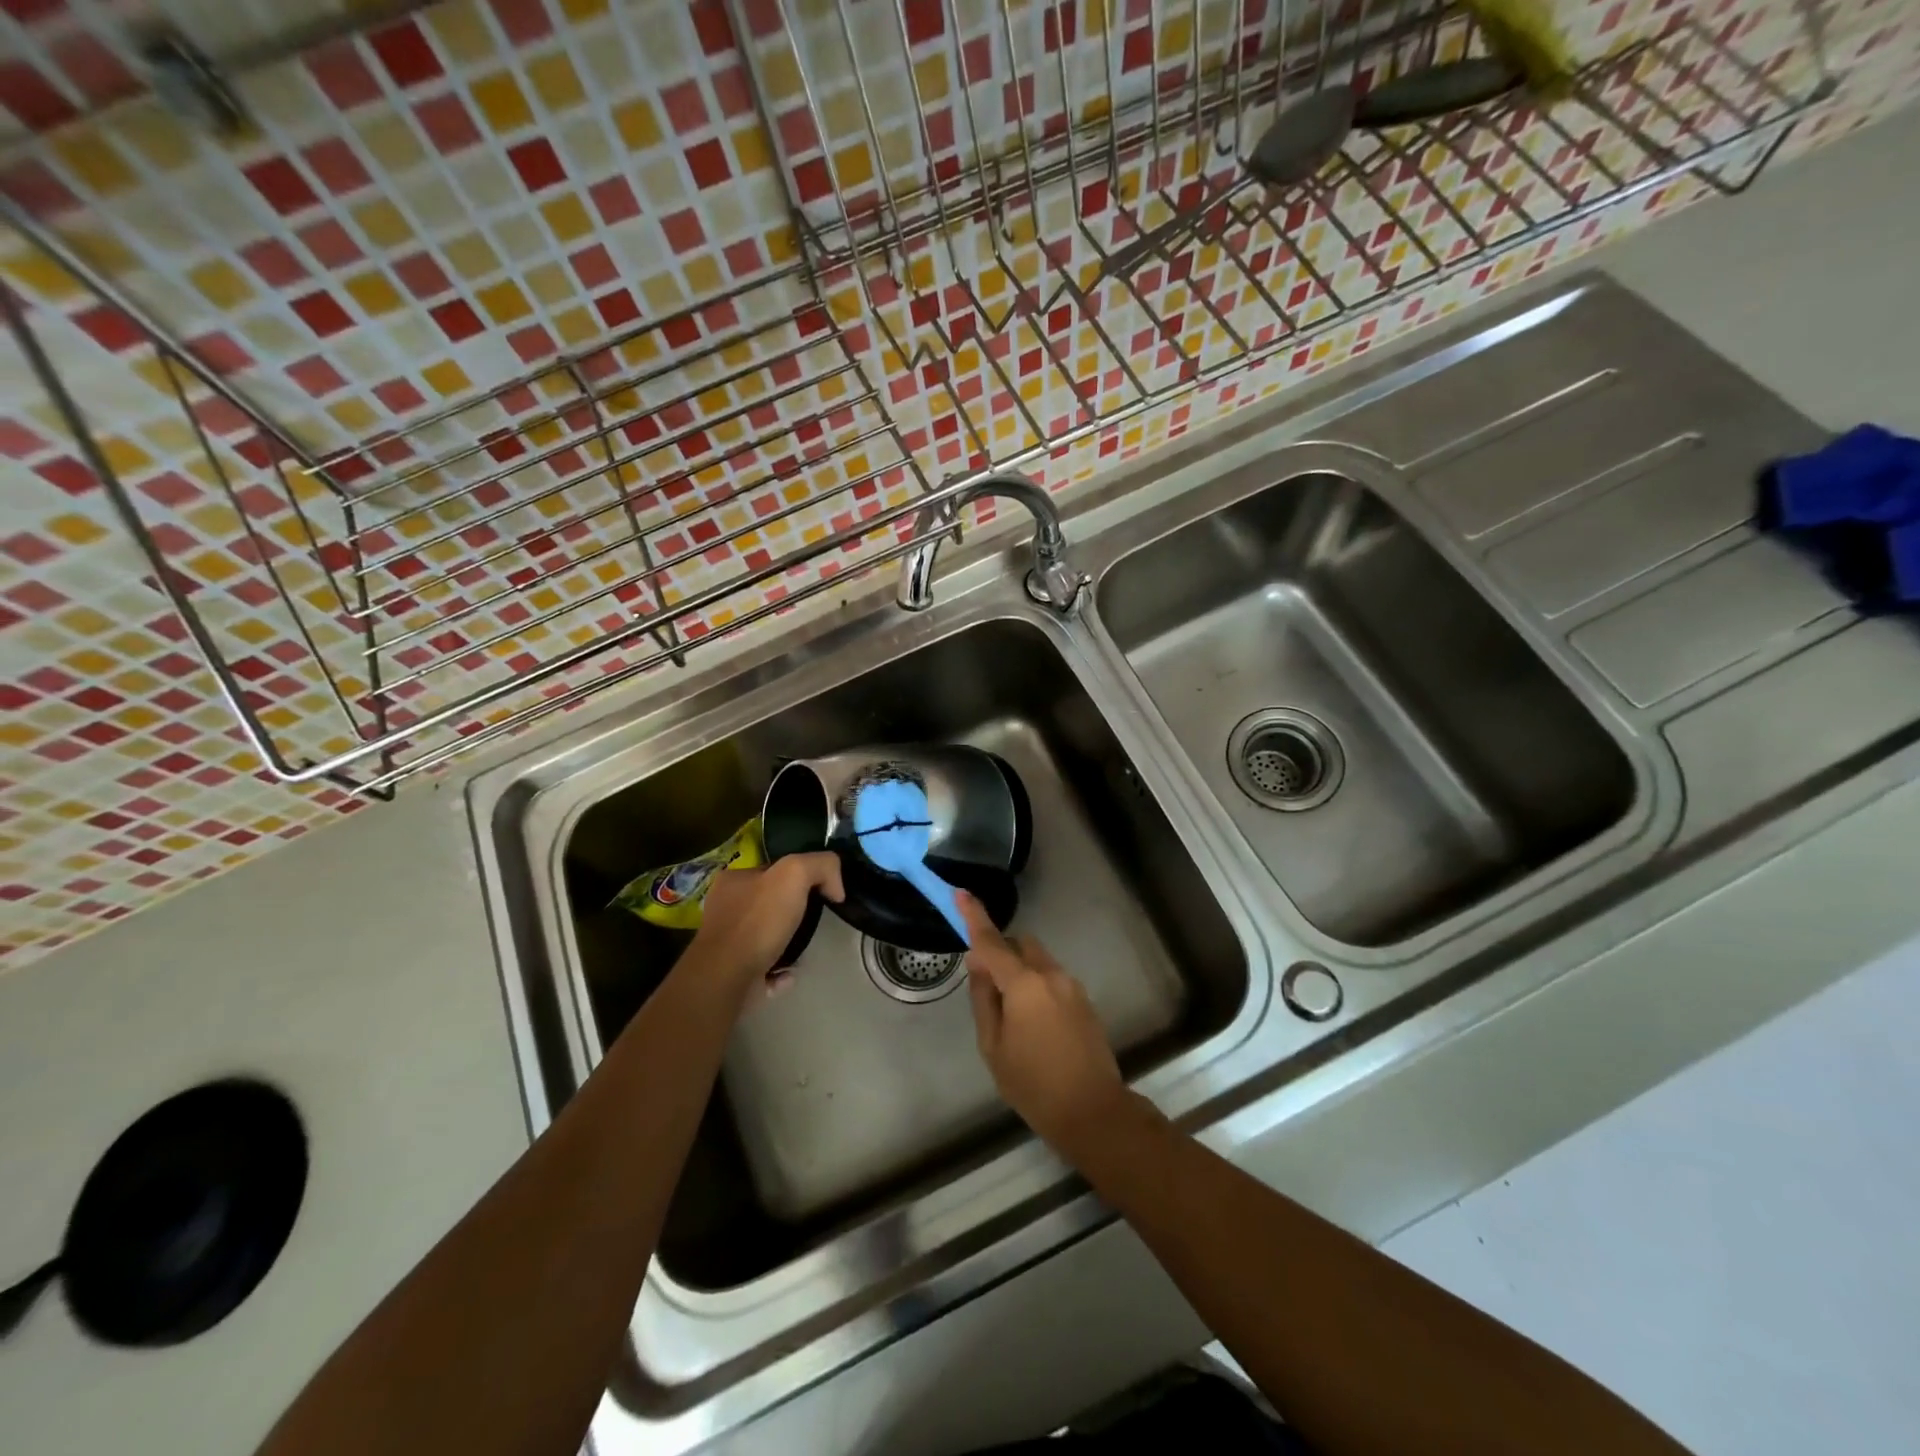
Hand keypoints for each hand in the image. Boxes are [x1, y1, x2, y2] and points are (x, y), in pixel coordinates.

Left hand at [693, 852, 843, 1007]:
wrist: (729, 977)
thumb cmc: (758, 921)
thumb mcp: (795, 874)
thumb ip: (821, 866)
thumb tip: (836, 888)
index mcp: (733, 880)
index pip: (772, 870)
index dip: (799, 877)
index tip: (820, 891)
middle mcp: (725, 908)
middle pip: (769, 903)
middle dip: (793, 913)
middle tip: (814, 921)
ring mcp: (725, 943)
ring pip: (766, 936)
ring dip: (788, 943)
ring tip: (803, 949)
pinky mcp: (731, 973)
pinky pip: (764, 968)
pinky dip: (779, 971)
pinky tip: (789, 973)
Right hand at [959, 892, 1128, 1154]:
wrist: (1092, 1111)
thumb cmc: (1033, 1084)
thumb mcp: (993, 1046)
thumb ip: (983, 999)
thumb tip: (979, 966)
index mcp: (1024, 984)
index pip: (992, 942)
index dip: (974, 916)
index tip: (960, 893)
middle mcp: (1051, 975)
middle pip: (1020, 946)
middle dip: (1001, 953)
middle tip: (986, 986)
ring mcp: (1072, 986)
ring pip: (1038, 962)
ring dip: (1020, 972)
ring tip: (1012, 1015)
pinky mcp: (1084, 1000)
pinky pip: (1052, 979)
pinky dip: (1037, 987)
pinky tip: (1034, 1025)